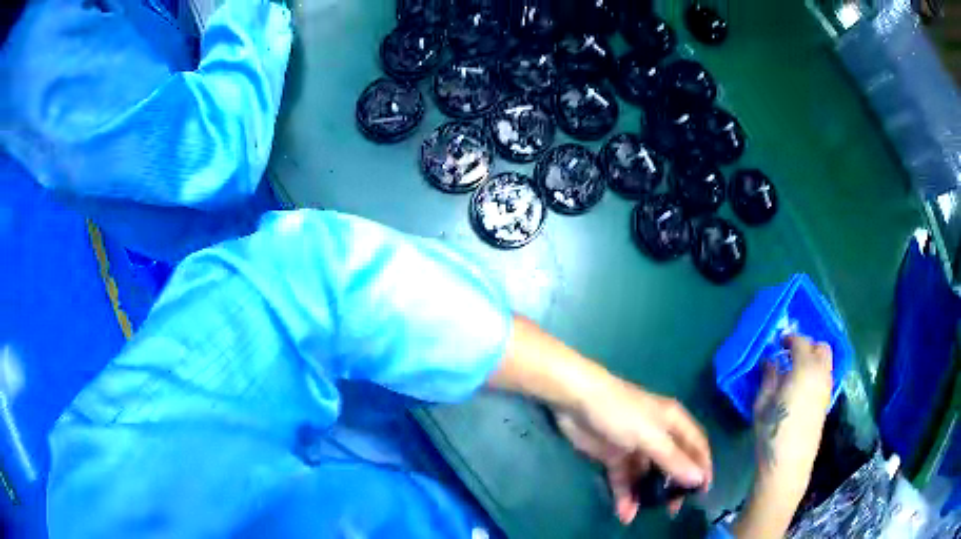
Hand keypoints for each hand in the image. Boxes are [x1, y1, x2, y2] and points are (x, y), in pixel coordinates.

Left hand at [556, 377, 711, 524]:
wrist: (576, 402)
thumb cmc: (621, 413)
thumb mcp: (651, 436)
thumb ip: (674, 460)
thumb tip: (699, 479)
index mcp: (674, 423)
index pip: (697, 446)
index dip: (703, 467)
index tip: (703, 492)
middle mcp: (659, 435)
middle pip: (673, 464)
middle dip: (674, 486)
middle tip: (673, 509)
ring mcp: (635, 448)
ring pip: (647, 476)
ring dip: (647, 495)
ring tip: (647, 515)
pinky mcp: (614, 457)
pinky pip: (624, 480)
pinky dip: (625, 496)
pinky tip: (625, 513)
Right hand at [753, 335, 832, 491]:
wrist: (788, 464)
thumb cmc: (772, 432)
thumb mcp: (762, 403)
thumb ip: (769, 378)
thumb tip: (771, 361)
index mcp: (805, 368)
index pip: (800, 342)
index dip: (789, 339)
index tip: (778, 343)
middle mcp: (821, 373)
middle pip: (821, 347)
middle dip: (807, 346)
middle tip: (790, 355)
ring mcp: (826, 388)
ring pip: (826, 362)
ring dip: (813, 359)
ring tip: (794, 372)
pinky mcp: (826, 403)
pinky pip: (825, 377)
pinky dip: (815, 373)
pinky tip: (801, 388)